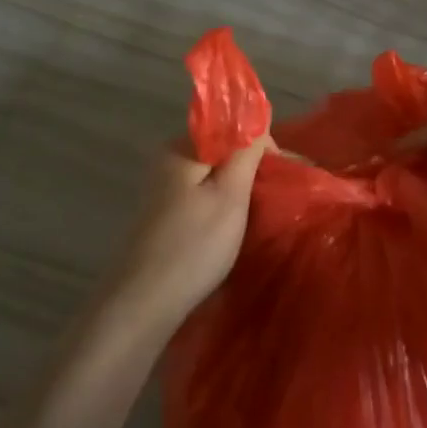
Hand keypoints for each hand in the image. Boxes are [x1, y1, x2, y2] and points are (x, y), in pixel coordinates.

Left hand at [109, 136, 271, 327]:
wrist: (143, 303)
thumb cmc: (193, 245)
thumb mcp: (230, 195)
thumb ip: (246, 153)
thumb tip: (258, 125)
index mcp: (181, 147)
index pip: (232, 128)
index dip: (262, 147)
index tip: (283, 177)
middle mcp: (167, 161)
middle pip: (221, 151)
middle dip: (250, 170)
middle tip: (275, 200)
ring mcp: (161, 189)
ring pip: (212, 177)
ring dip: (236, 191)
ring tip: (258, 216)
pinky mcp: (162, 216)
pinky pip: (200, 198)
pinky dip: (220, 208)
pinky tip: (230, 230)